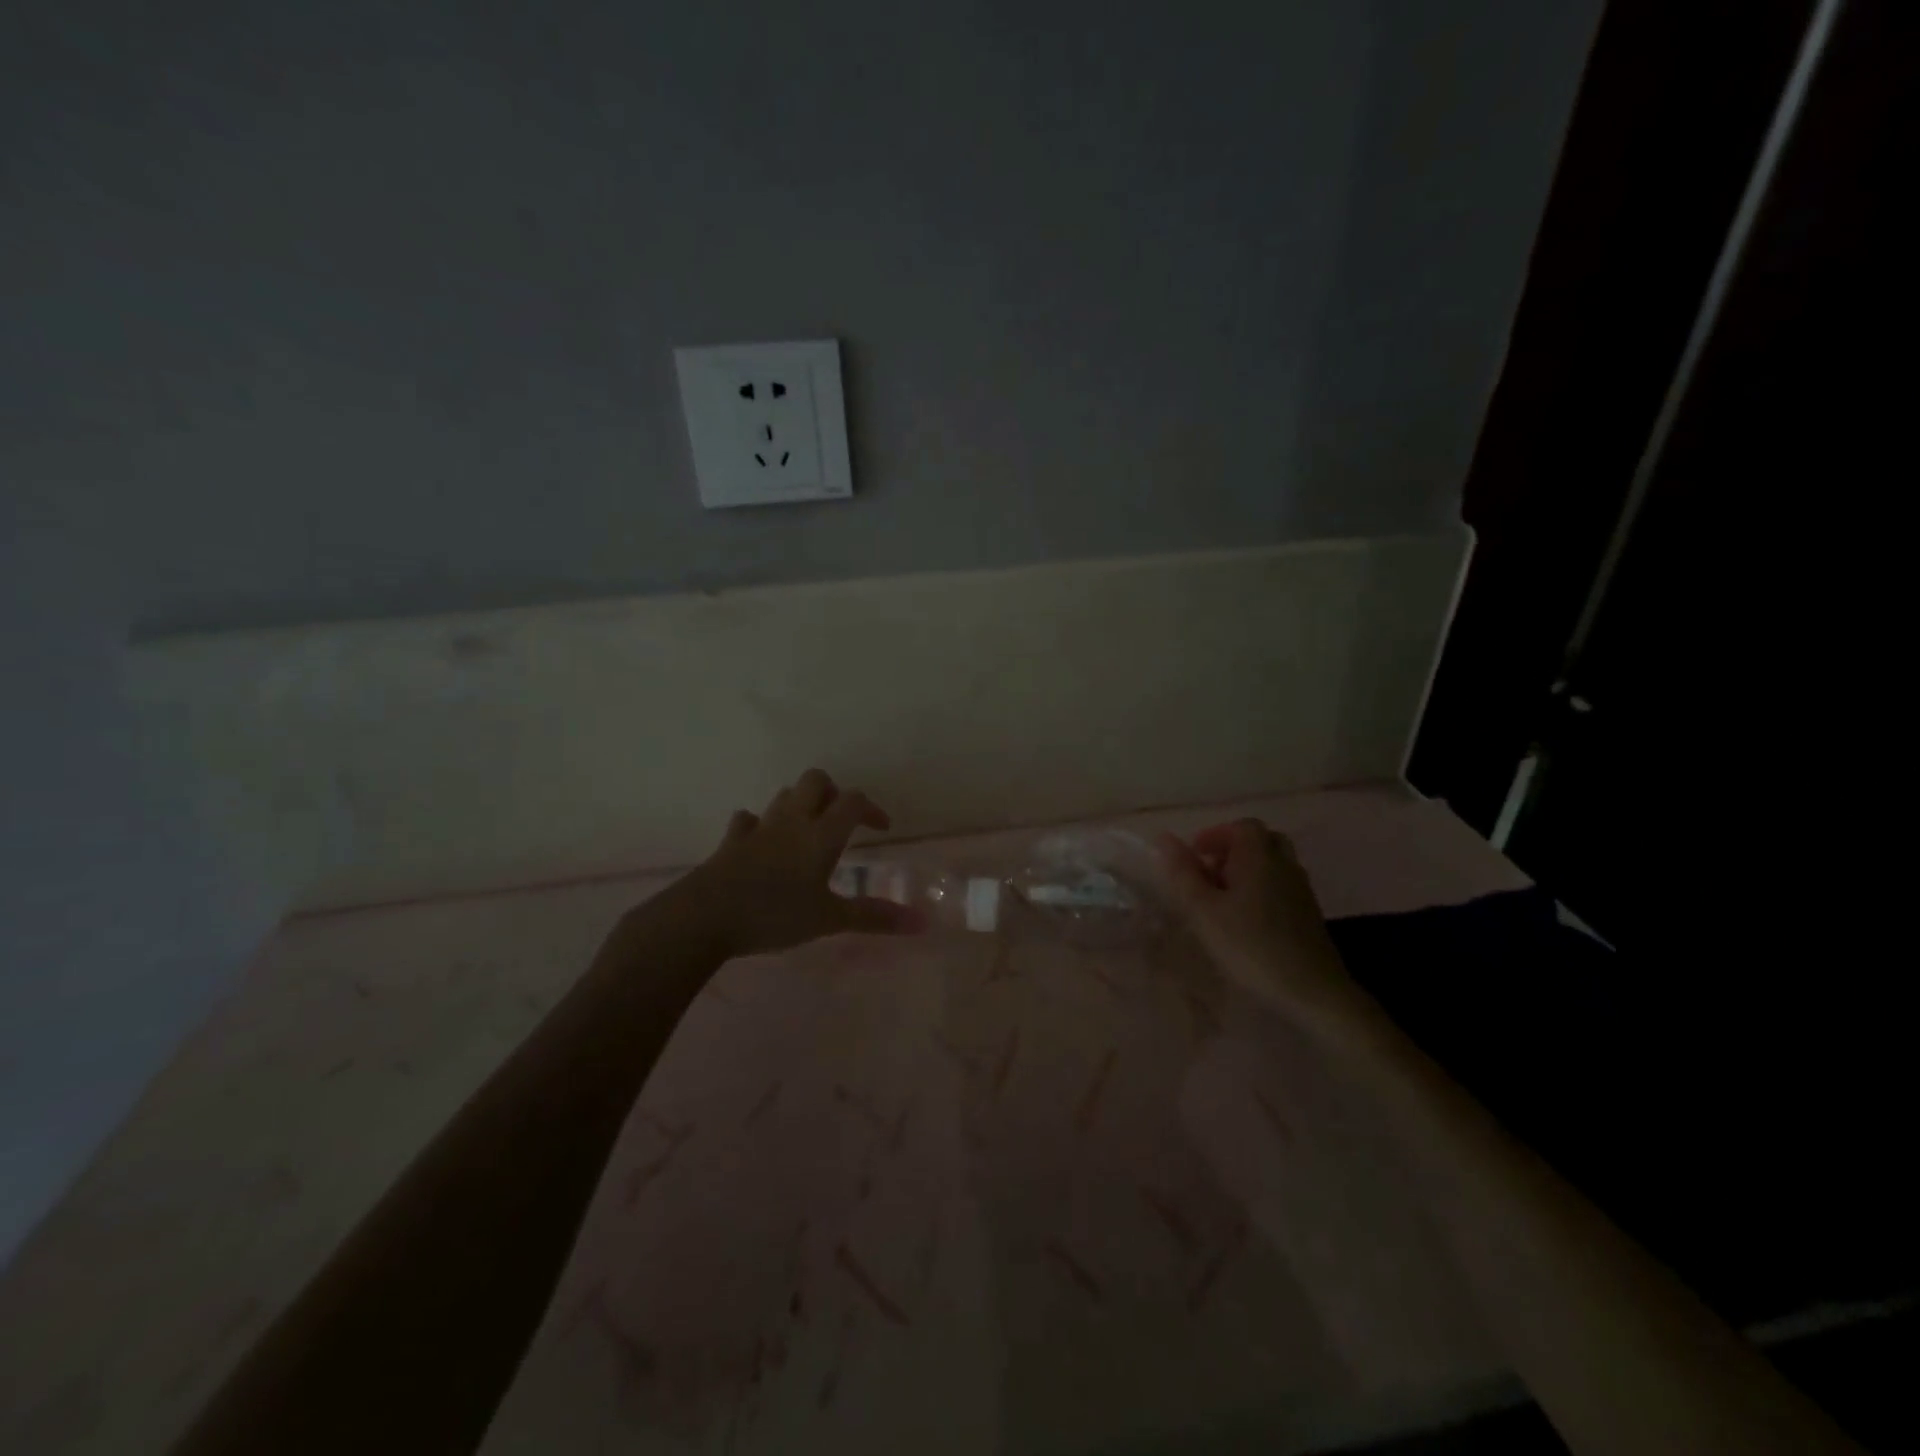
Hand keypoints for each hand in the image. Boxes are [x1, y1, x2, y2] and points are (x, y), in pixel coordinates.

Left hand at [673, 769, 924, 959]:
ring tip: (807, 832)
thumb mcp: (829, 919)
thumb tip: (922, 923)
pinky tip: (762, 843)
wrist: (704, 917)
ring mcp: (758, 828)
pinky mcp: (731, 842)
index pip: (852, 801)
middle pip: (815, 781)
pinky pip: (747, 821)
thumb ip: (873, 917)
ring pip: (783, 796)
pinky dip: (759, 825)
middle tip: (840, 821)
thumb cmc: (774, 914)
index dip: (871, 809)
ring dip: (799, 804)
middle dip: (832, 792)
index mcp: (821, 834)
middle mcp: (792, 821)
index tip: (881, 829)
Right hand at [1157, 819, 1370, 1032]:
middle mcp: (1284, 864)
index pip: (1240, 827)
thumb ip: (1183, 873)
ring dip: (1246, 871)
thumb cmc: (1250, 945)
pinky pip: (1281, 887)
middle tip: (1209, 874)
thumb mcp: (1204, 910)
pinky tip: (1245, 921)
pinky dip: (1261, 891)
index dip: (1214, 836)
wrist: (1312, 991)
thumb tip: (1163, 837)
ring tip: (1222, 900)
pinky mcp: (1308, 914)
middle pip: (1260, 842)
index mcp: (1259, 856)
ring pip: (1272, 865)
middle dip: (1232, 851)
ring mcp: (1300, 889)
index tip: (1194, 855)